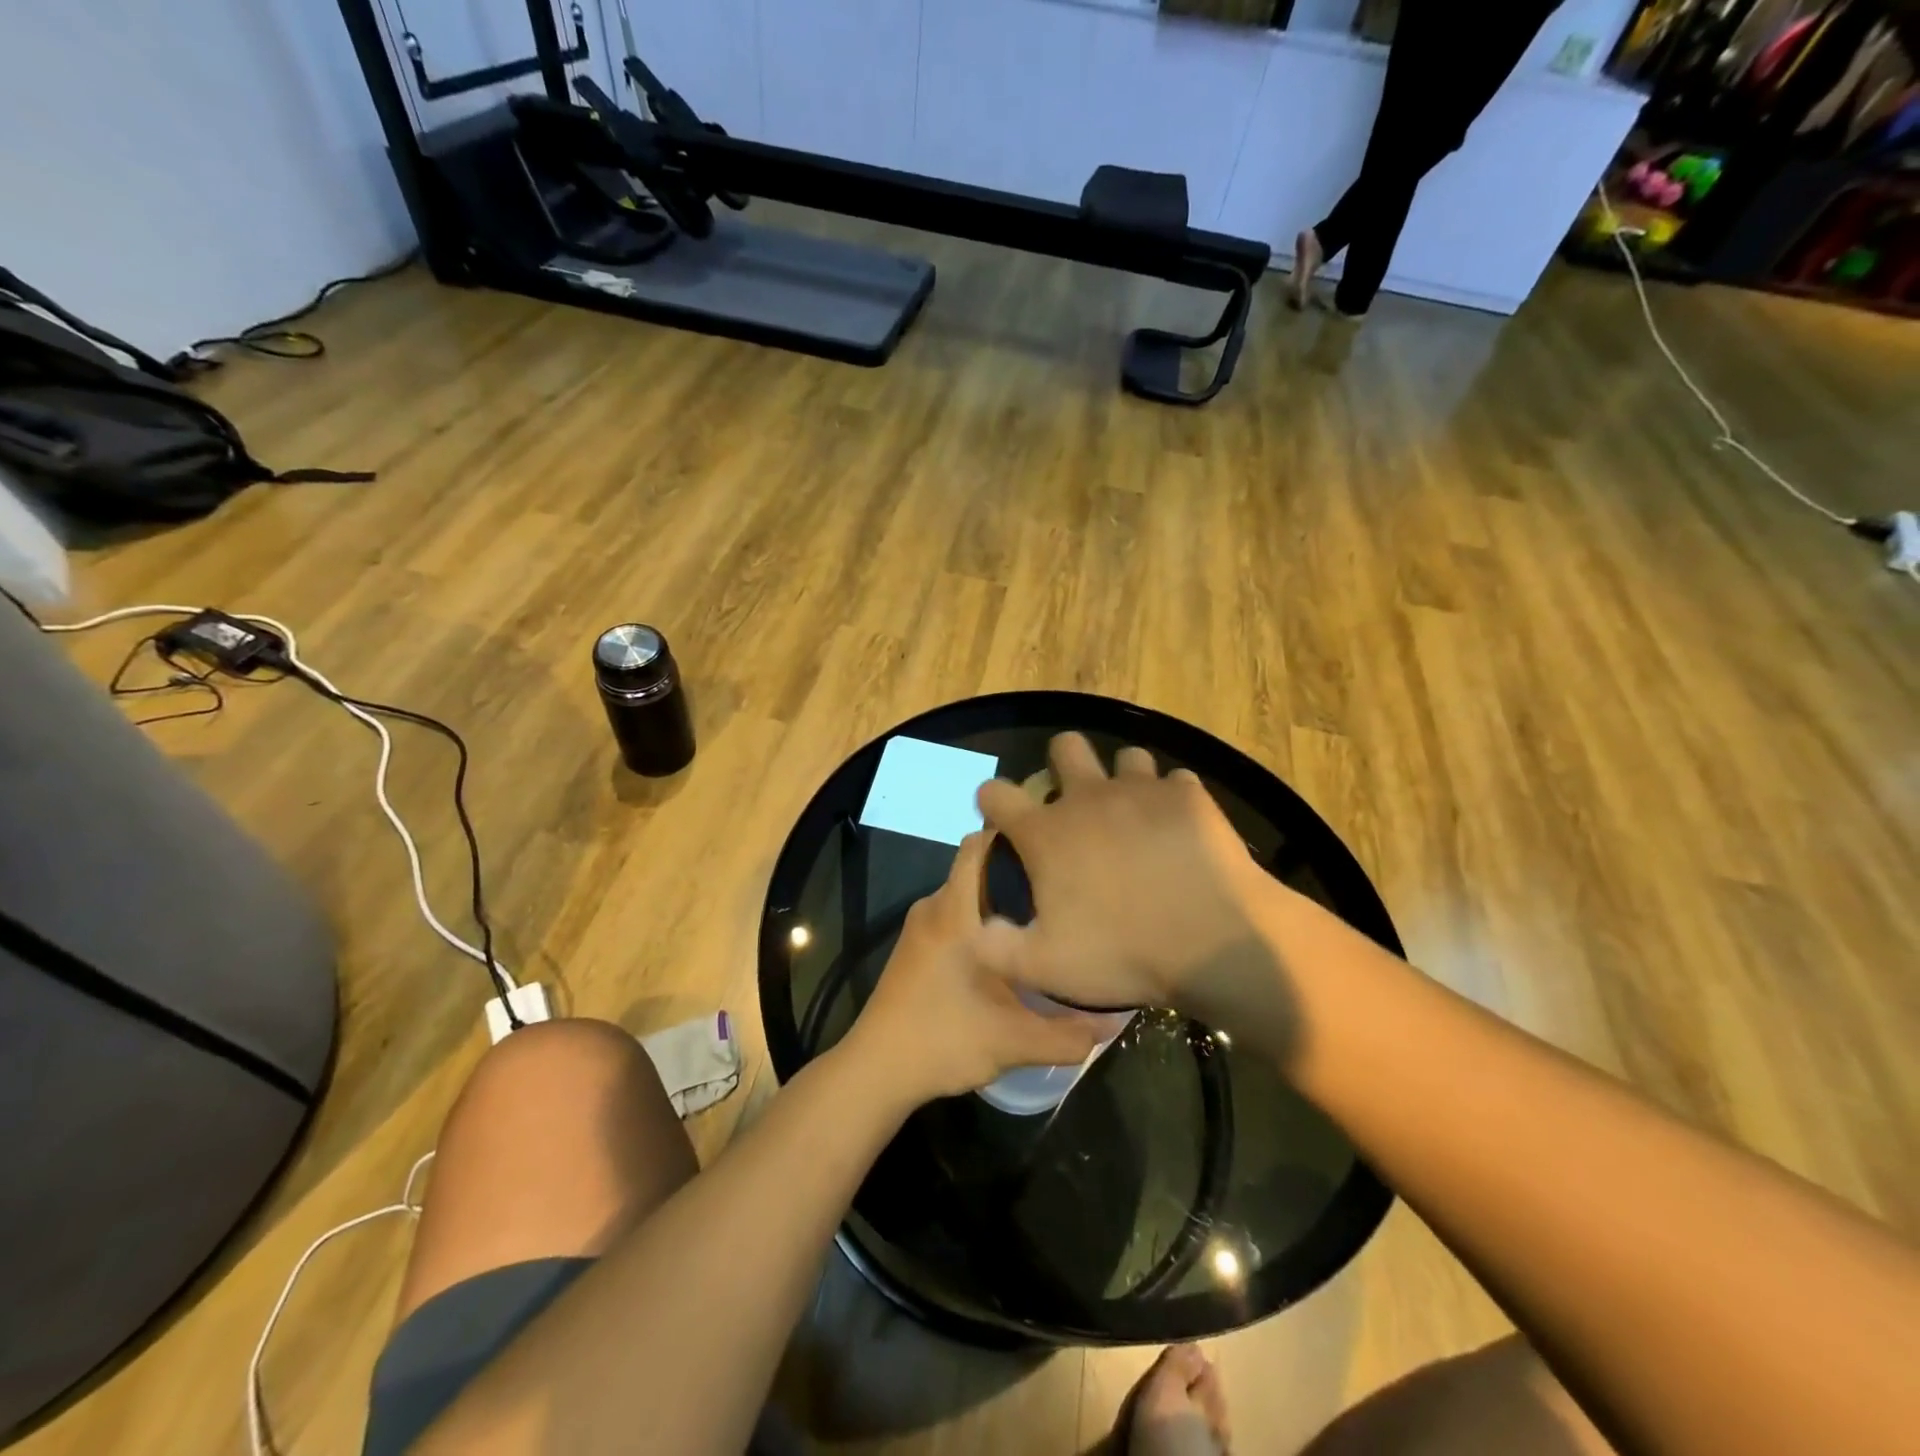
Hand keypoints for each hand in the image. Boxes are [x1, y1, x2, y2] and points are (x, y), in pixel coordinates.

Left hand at [841, 831, 1106, 1104]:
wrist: (876, 1070)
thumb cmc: (943, 1041)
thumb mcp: (1014, 1041)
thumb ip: (1068, 1033)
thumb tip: (1115, 1022)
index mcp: (954, 911)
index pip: (979, 844)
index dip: (1014, 837)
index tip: (1053, 848)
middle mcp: (934, 906)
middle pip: (978, 868)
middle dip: (1017, 873)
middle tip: (1061, 890)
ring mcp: (920, 926)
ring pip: (967, 894)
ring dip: (999, 900)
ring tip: (1043, 919)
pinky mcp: (915, 945)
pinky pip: (954, 914)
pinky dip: (980, 920)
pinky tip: (1009, 950)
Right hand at [973, 733, 1273, 1015]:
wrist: (1214, 943)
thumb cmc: (1122, 954)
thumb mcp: (1045, 967)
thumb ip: (997, 947)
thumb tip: (977, 929)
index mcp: (1047, 833)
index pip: (996, 793)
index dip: (992, 801)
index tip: (1001, 818)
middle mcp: (1089, 797)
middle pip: (1065, 746)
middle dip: (1063, 763)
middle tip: (1076, 803)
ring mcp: (1142, 790)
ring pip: (1126, 757)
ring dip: (1124, 780)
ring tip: (1135, 816)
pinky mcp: (1188, 795)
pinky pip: (1175, 782)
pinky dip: (1172, 800)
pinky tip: (1179, 830)